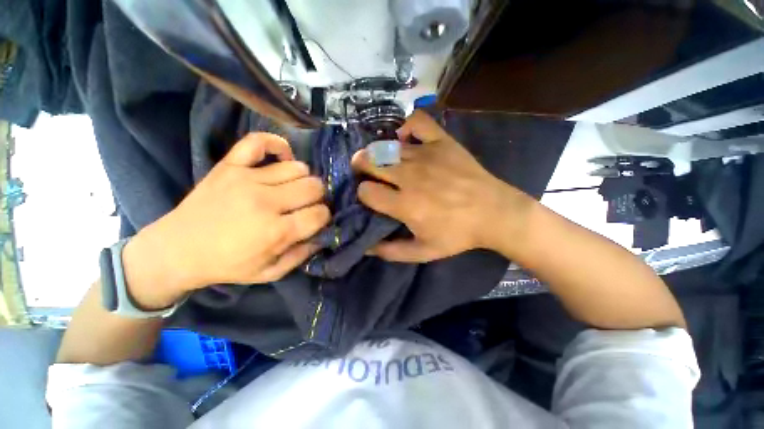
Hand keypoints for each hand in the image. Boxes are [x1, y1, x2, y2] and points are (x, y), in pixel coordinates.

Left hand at [122, 133, 329, 308]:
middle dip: (318, 198)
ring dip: (303, 179)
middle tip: (307, 205)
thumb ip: (302, 254)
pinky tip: (282, 158)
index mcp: (276, 231)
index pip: (320, 213)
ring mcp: (246, 178)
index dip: (324, 217)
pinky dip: (277, 145)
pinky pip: (259, 141)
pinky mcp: (229, 165)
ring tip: (294, 189)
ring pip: (297, 167)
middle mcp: (265, 201)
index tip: (317, 220)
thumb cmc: (227, 265)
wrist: (177, 250)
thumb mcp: (270, 272)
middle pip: (314, 187)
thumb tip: (323, 234)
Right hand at [352, 111, 533, 262]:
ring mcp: (425, 155)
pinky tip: (405, 139)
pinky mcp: (442, 142)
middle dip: (361, 167)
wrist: (494, 213)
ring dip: (378, 153)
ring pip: (387, 146)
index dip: (363, 194)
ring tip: (382, 160)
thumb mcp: (423, 252)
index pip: (365, 191)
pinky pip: (417, 122)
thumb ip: (391, 252)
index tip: (371, 197)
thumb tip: (366, 248)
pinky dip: (406, 126)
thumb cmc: (458, 234)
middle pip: (369, 161)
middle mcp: (409, 176)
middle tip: (367, 173)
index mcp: (404, 204)